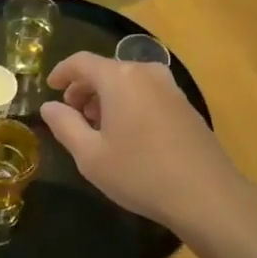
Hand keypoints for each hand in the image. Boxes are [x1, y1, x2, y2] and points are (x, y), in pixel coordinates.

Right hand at [41, 52, 250, 238]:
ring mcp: (170, 87)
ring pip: (128, 82)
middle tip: (72, 114)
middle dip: (84, 88)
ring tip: (97, 127)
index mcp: (119, 78)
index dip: (61, 72)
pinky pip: (147, 93)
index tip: (50, 87)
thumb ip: (65, 125)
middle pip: (106, 70)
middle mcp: (146, 73)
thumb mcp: (90, 155)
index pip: (81, 62)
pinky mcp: (185, 105)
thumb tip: (49, 106)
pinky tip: (127, 134)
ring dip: (107, 97)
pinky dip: (129, 103)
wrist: (207, 195)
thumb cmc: (140, 173)